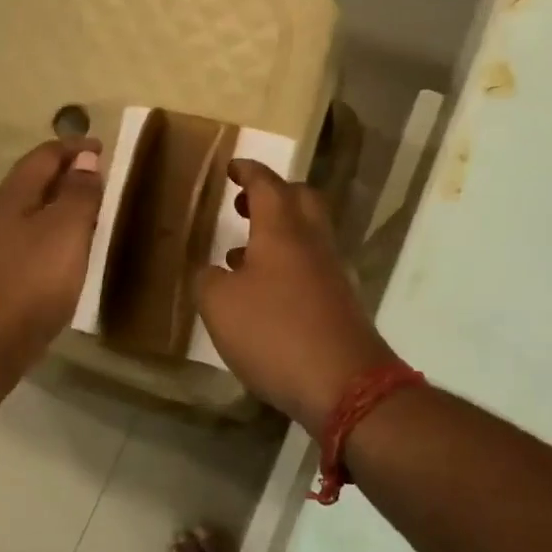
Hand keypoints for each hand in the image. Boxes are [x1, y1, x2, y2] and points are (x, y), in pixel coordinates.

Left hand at [0, 138, 103, 378]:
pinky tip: (62, 261)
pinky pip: (26, 247)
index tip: (102, 147)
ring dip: (57, 211)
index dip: (73, 147)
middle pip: (32, 185)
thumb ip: (77, 195)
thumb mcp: (64, 233)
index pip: (43, 157)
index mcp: (12, 198)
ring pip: (28, 217)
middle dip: (65, 177)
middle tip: (99, 182)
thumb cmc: (28, 284)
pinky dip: (49, 241)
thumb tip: (84, 158)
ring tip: (88, 219)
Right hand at [195, 159, 396, 430]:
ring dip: (277, 233)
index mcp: (282, 230)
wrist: (344, 384)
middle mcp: (312, 243)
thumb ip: (208, 280)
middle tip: (244, 203)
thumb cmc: (274, 332)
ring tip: (240, 252)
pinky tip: (261, 293)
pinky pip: (310, 267)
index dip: (249, 171)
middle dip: (272, 195)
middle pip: (300, 200)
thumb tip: (211, 272)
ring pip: (306, 235)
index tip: (233, 167)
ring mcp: (331, 273)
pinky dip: (285, 265)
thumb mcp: (220, 306)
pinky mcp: (339, 302)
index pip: (267, 184)